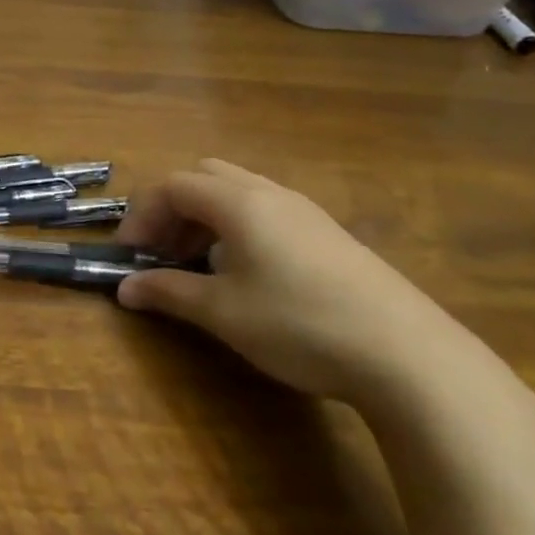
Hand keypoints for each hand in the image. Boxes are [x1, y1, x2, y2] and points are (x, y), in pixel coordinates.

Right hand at [115, 158, 466, 404]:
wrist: (409, 356)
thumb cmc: (299, 324)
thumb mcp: (223, 312)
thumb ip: (168, 292)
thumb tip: (125, 288)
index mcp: (239, 202)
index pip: (173, 186)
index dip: (142, 215)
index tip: (130, 254)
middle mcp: (270, 193)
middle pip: (205, 177)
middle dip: (173, 209)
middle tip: (163, 251)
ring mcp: (306, 212)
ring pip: (238, 193)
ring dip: (205, 218)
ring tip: (199, 265)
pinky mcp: (330, 236)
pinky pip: (267, 212)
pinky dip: (237, 228)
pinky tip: (247, 274)